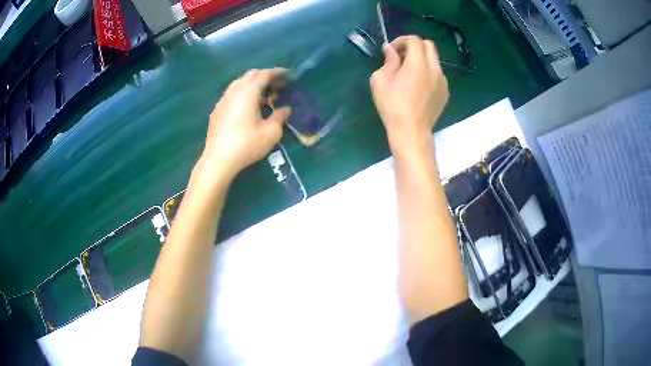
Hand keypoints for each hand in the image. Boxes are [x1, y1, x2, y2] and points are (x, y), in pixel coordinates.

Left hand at [200, 68, 290, 179]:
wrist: (219, 160)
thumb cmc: (247, 144)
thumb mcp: (271, 133)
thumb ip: (280, 117)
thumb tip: (285, 109)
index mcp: (248, 92)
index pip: (264, 74)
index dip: (277, 72)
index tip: (288, 75)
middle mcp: (234, 92)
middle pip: (250, 75)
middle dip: (264, 76)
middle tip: (277, 85)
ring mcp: (223, 100)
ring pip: (239, 83)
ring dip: (252, 84)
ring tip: (263, 95)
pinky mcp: (217, 111)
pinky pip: (232, 94)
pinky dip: (242, 93)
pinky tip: (247, 107)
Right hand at [370, 36, 448, 157]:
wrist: (411, 131)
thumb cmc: (392, 105)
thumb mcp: (380, 80)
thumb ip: (388, 60)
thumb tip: (390, 49)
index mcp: (418, 63)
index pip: (414, 40)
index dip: (401, 41)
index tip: (392, 51)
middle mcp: (434, 68)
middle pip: (429, 45)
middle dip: (414, 46)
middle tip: (401, 57)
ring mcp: (443, 81)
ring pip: (434, 60)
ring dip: (422, 59)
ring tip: (409, 73)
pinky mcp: (445, 92)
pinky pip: (437, 74)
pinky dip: (428, 72)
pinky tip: (418, 86)